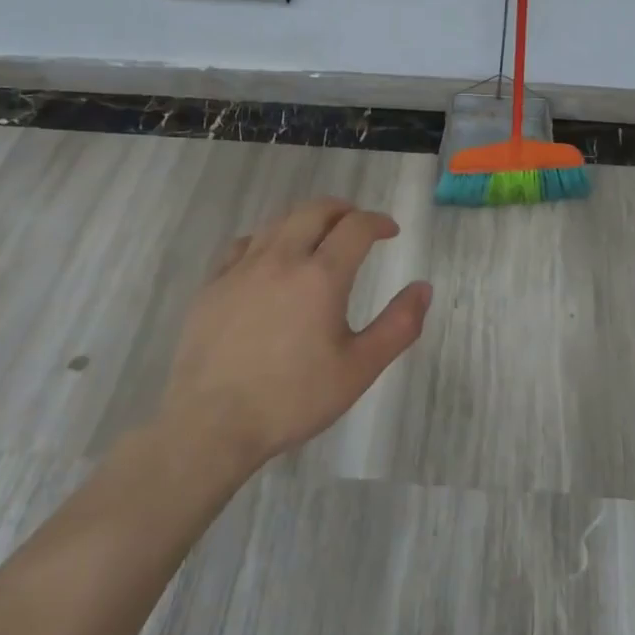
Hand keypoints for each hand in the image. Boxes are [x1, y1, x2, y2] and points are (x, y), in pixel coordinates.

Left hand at [160, 198, 432, 471]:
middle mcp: (281, 259)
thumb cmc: (293, 399)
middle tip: (357, 223)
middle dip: (343, 210)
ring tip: (318, 235)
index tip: (390, 231)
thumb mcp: (359, 369)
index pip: (356, 227)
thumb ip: (398, 326)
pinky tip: (269, 258)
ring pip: (278, 222)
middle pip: (315, 211)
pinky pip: (244, 244)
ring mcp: (241, 268)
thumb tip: (423, 288)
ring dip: (305, 219)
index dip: (378, 222)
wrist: (211, 424)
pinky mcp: (213, 284)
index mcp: (321, 276)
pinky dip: (267, 239)